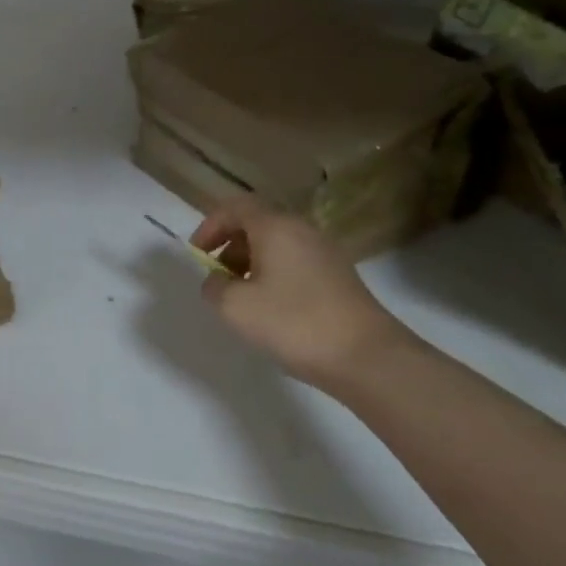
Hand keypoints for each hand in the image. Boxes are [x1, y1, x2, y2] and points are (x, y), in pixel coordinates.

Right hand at [191, 198, 408, 391]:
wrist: (368, 358)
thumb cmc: (294, 323)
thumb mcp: (235, 307)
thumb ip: (214, 287)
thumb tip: (217, 281)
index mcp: (275, 227)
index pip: (235, 207)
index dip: (210, 225)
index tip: (197, 254)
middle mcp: (302, 230)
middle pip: (257, 224)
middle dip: (230, 246)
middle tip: (217, 277)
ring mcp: (325, 253)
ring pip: (277, 245)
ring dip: (251, 263)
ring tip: (242, 297)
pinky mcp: (339, 277)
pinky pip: (296, 263)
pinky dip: (275, 276)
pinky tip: (272, 310)